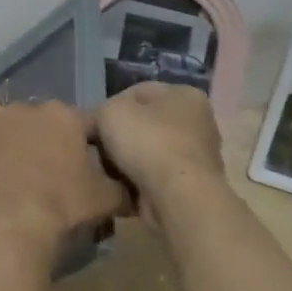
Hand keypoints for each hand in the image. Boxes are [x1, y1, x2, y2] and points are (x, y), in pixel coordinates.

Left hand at [0, 101, 128, 255]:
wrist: (6, 226)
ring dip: (12, 152)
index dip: (91, 144)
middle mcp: (23, 111)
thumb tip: (131, 190)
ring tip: (18, 185)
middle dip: (47, 144)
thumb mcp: (106, 199)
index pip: (85, 124)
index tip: (91, 166)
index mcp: (62, 116)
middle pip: (42, 125)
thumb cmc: (62, 206)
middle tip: (52, 177)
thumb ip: (122, 188)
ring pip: (6, 136)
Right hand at [94, 83, 226, 224]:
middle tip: (96, 148)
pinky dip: (138, 181)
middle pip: (144, 124)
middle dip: (119, 136)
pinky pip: (154, 177)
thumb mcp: (110, 112)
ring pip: (148, 152)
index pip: (138, 92)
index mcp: (185, 95)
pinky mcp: (191, 186)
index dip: (110, 106)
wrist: (178, 198)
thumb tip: (97, 125)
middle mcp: (198, 122)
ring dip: (127, 161)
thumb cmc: (148, 143)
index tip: (93, 125)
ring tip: (104, 170)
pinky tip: (119, 186)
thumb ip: (100, 112)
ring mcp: (197, 156)